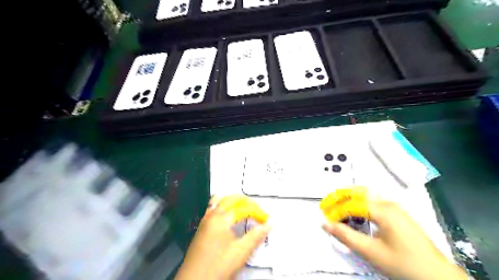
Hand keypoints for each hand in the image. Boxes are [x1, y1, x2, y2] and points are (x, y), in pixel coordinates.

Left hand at [173, 197, 270, 279]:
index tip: (266, 220)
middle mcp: (212, 215)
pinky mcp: (201, 228)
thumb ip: (256, 236)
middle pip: (231, 199)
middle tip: (257, 210)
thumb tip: (269, 224)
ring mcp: (205, 221)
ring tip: (243, 207)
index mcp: (222, 218)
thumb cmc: (218, 266)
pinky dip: (222, 205)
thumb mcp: (241, 252)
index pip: (244, 208)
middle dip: (246, 202)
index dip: (257, 212)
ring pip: (219, 200)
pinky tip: (227, 215)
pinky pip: (212, 208)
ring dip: (233, 201)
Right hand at [324, 199, 467, 279]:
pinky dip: (360, 203)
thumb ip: (347, 236)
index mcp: (383, 211)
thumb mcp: (371, 252)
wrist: (438, 277)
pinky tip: (356, 212)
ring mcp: (396, 208)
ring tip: (337, 205)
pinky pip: (375, 202)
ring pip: (368, 195)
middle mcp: (389, 204)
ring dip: (350, 198)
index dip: (336, 209)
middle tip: (327, 203)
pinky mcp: (399, 215)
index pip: (352, 203)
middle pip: (359, 192)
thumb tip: (326, 224)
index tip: (325, 216)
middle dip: (340, 196)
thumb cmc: (403, 264)